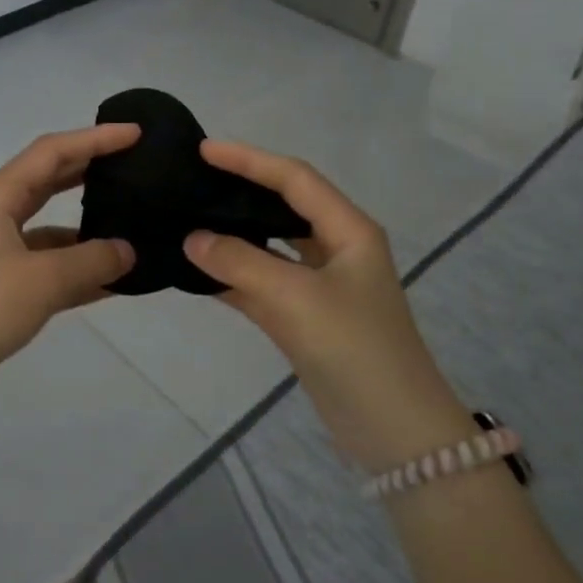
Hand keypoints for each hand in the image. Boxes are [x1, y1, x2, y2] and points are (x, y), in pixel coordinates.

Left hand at [0, 125, 139, 412]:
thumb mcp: (44, 281)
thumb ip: (93, 260)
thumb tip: (128, 251)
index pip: (53, 152)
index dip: (95, 139)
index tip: (136, 134)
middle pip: (49, 178)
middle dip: (90, 169)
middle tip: (133, 164)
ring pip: (49, 222)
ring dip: (86, 223)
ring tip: (131, 220)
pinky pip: (46, 260)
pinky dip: (75, 263)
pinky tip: (112, 278)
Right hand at [182, 140, 473, 471]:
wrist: (394, 431)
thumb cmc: (355, 349)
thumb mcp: (296, 299)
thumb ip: (240, 263)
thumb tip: (191, 238)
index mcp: (349, 231)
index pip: (294, 179)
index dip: (250, 160)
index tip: (204, 150)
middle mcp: (336, 249)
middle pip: (282, 206)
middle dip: (240, 190)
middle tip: (193, 180)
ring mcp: (320, 285)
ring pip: (269, 246)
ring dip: (233, 234)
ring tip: (188, 217)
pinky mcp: (304, 316)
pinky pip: (261, 282)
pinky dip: (231, 275)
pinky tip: (196, 270)